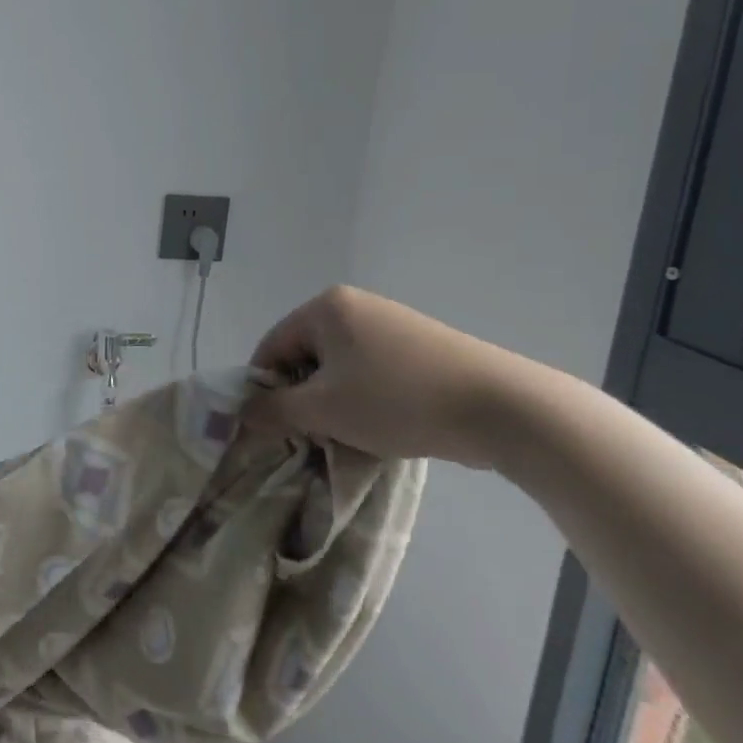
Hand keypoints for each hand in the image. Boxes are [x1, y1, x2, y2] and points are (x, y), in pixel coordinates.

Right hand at [247, 285, 515, 468]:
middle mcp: (356, 305)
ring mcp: (392, 323)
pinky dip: (368, 400)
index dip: (266, 390)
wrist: (501, 407)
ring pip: (341, 369)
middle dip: (305, 398)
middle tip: (314, 436)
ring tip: (353, 437)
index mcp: (325, 307)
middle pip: (306, 356)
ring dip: (336, 404)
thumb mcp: (324, 410)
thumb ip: (274, 410)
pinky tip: (385, 428)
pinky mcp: (422, 346)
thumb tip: (241, 413)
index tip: (275, 428)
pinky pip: (374, 372)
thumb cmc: (397, 400)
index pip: (272, 347)